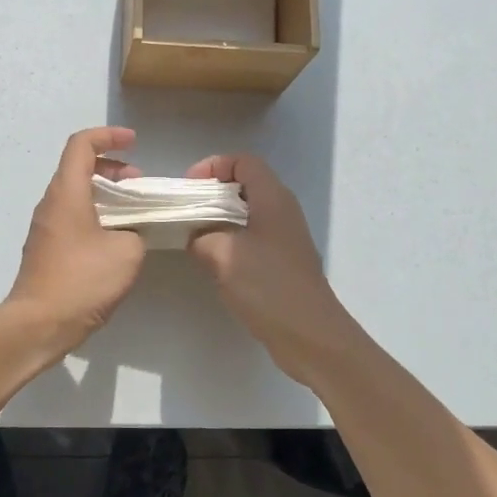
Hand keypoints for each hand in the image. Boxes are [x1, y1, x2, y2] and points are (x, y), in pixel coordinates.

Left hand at [5, 126, 146, 352]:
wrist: (38, 324)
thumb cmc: (81, 281)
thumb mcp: (126, 252)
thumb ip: (134, 231)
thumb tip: (129, 232)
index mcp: (67, 192)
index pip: (81, 145)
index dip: (108, 136)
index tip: (134, 143)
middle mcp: (51, 203)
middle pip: (78, 167)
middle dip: (112, 168)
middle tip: (139, 184)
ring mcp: (45, 226)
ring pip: (76, 194)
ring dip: (105, 194)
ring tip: (132, 212)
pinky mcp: (46, 248)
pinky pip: (72, 216)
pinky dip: (95, 214)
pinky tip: (115, 239)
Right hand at [185, 154, 359, 373]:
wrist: (310, 335)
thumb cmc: (267, 286)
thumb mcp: (221, 254)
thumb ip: (200, 235)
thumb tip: (194, 234)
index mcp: (272, 198)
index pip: (243, 161)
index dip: (214, 166)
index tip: (190, 188)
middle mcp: (282, 210)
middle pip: (245, 184)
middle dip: (211, 192)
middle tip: (186, 211)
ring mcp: (284, 237)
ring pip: (246, 212)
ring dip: (219, 218)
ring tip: (194, 236)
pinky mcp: (282, 261)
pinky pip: (251, 236)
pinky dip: (229, 239)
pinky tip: (213, 261)